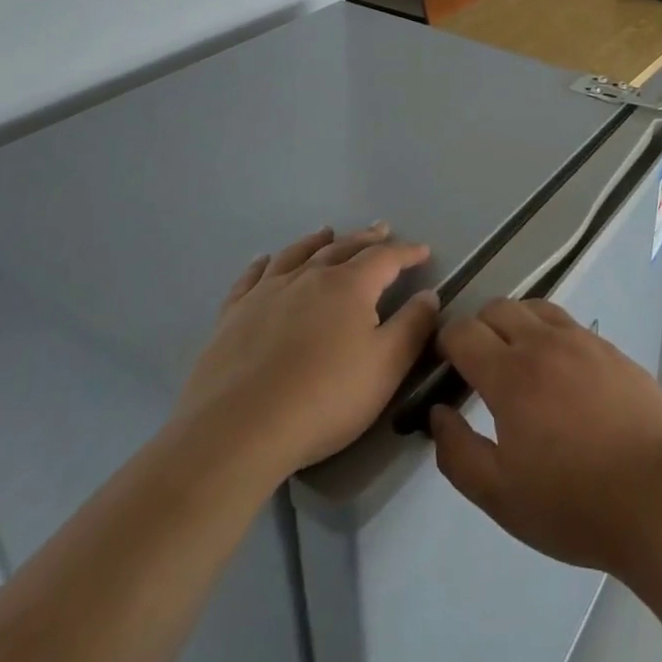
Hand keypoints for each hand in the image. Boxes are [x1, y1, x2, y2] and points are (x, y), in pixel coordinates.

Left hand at [175, 225, 438, 477]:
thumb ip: (412, 327)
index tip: (423, 251)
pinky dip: (263, 264)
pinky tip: (265, 261)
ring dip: (317, 241)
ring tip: (328, 232)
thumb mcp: (386, 367)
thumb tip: (428, 295)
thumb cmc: (323, 399)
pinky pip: (251, 278)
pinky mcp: (233, 316)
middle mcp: (309, 277)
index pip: (386, 257)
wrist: (237, 431)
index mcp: (350, 286)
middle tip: (381, 229)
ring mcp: (267, 293)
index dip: (407, 252)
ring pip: (297, 254)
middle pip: (343, 248)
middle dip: (366, 239)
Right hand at [429, 300, 661, 575]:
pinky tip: (560, 373)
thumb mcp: (500, 496)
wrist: (659, 495)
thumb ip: (458, 452)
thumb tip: (439, 412)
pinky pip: (570, 325)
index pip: (464, 332)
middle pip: (499, 308)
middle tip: (477, 365)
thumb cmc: (573, 503)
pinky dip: (551, 335)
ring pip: (537, 308)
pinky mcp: (613, 349)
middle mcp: (546, 343)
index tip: (443, 366)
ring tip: (517, 361)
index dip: (446, 343)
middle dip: (478, 328)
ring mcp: (584, 341)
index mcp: (511, 374)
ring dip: (516, 324)